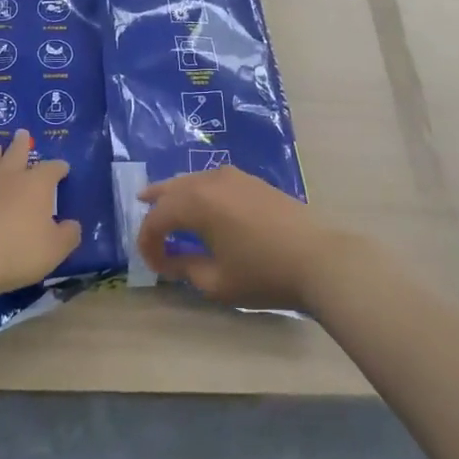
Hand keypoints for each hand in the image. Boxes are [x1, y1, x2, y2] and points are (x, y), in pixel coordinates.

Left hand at [0, 131, 80, 297]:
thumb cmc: (19, 250)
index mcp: (36, 185)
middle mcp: (9, 178)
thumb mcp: (55, 248)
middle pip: (17, 154)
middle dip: (21, 144)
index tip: (64, 168)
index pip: (52, 168)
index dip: (59, 167)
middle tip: (22, 133)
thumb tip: (73, 225)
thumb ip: (68, 235)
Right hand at [135, 166, 352, 311]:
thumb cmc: (263, 273)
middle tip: (139, 205)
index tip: (153, 265)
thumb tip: (170, 260)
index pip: (158, 219)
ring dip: (177, 192)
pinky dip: (199, 189)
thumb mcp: (216, 281)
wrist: (319, 259)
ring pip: (193, 180)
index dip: (148, 243)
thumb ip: (185, 268)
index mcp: (196, 203)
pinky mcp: (253, 181)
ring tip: (166, 199)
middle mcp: (210, 181)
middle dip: (156, 202)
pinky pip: (213, 180)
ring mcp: (235, 177)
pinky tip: (202, 201)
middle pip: (172, 188)